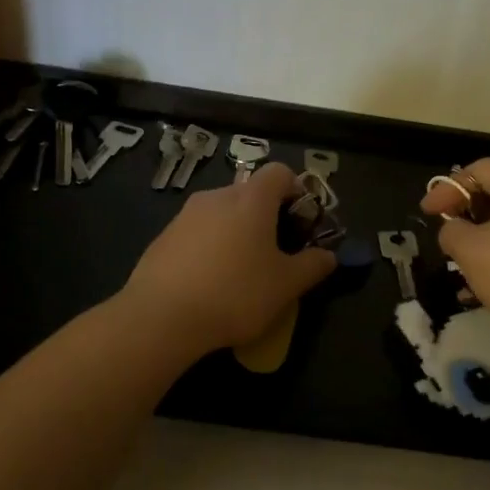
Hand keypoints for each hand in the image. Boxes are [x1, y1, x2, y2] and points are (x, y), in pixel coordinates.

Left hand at [122, 162, 335, 355]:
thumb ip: (313, 266)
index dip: (297, 191)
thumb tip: (328, 256)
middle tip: (276, 253)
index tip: (302, 223)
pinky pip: (197, 233)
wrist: (161, 317)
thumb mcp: (286, 286)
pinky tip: (210, 283)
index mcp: (251, 199)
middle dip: (267, 216)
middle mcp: (216, 197)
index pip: (280, 172)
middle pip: (249, 193)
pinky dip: (210, 248)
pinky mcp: (163, 237)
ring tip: (242, 272)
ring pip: (221, 214)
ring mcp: (185, 215)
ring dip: (237, 233)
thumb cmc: (235, 294)